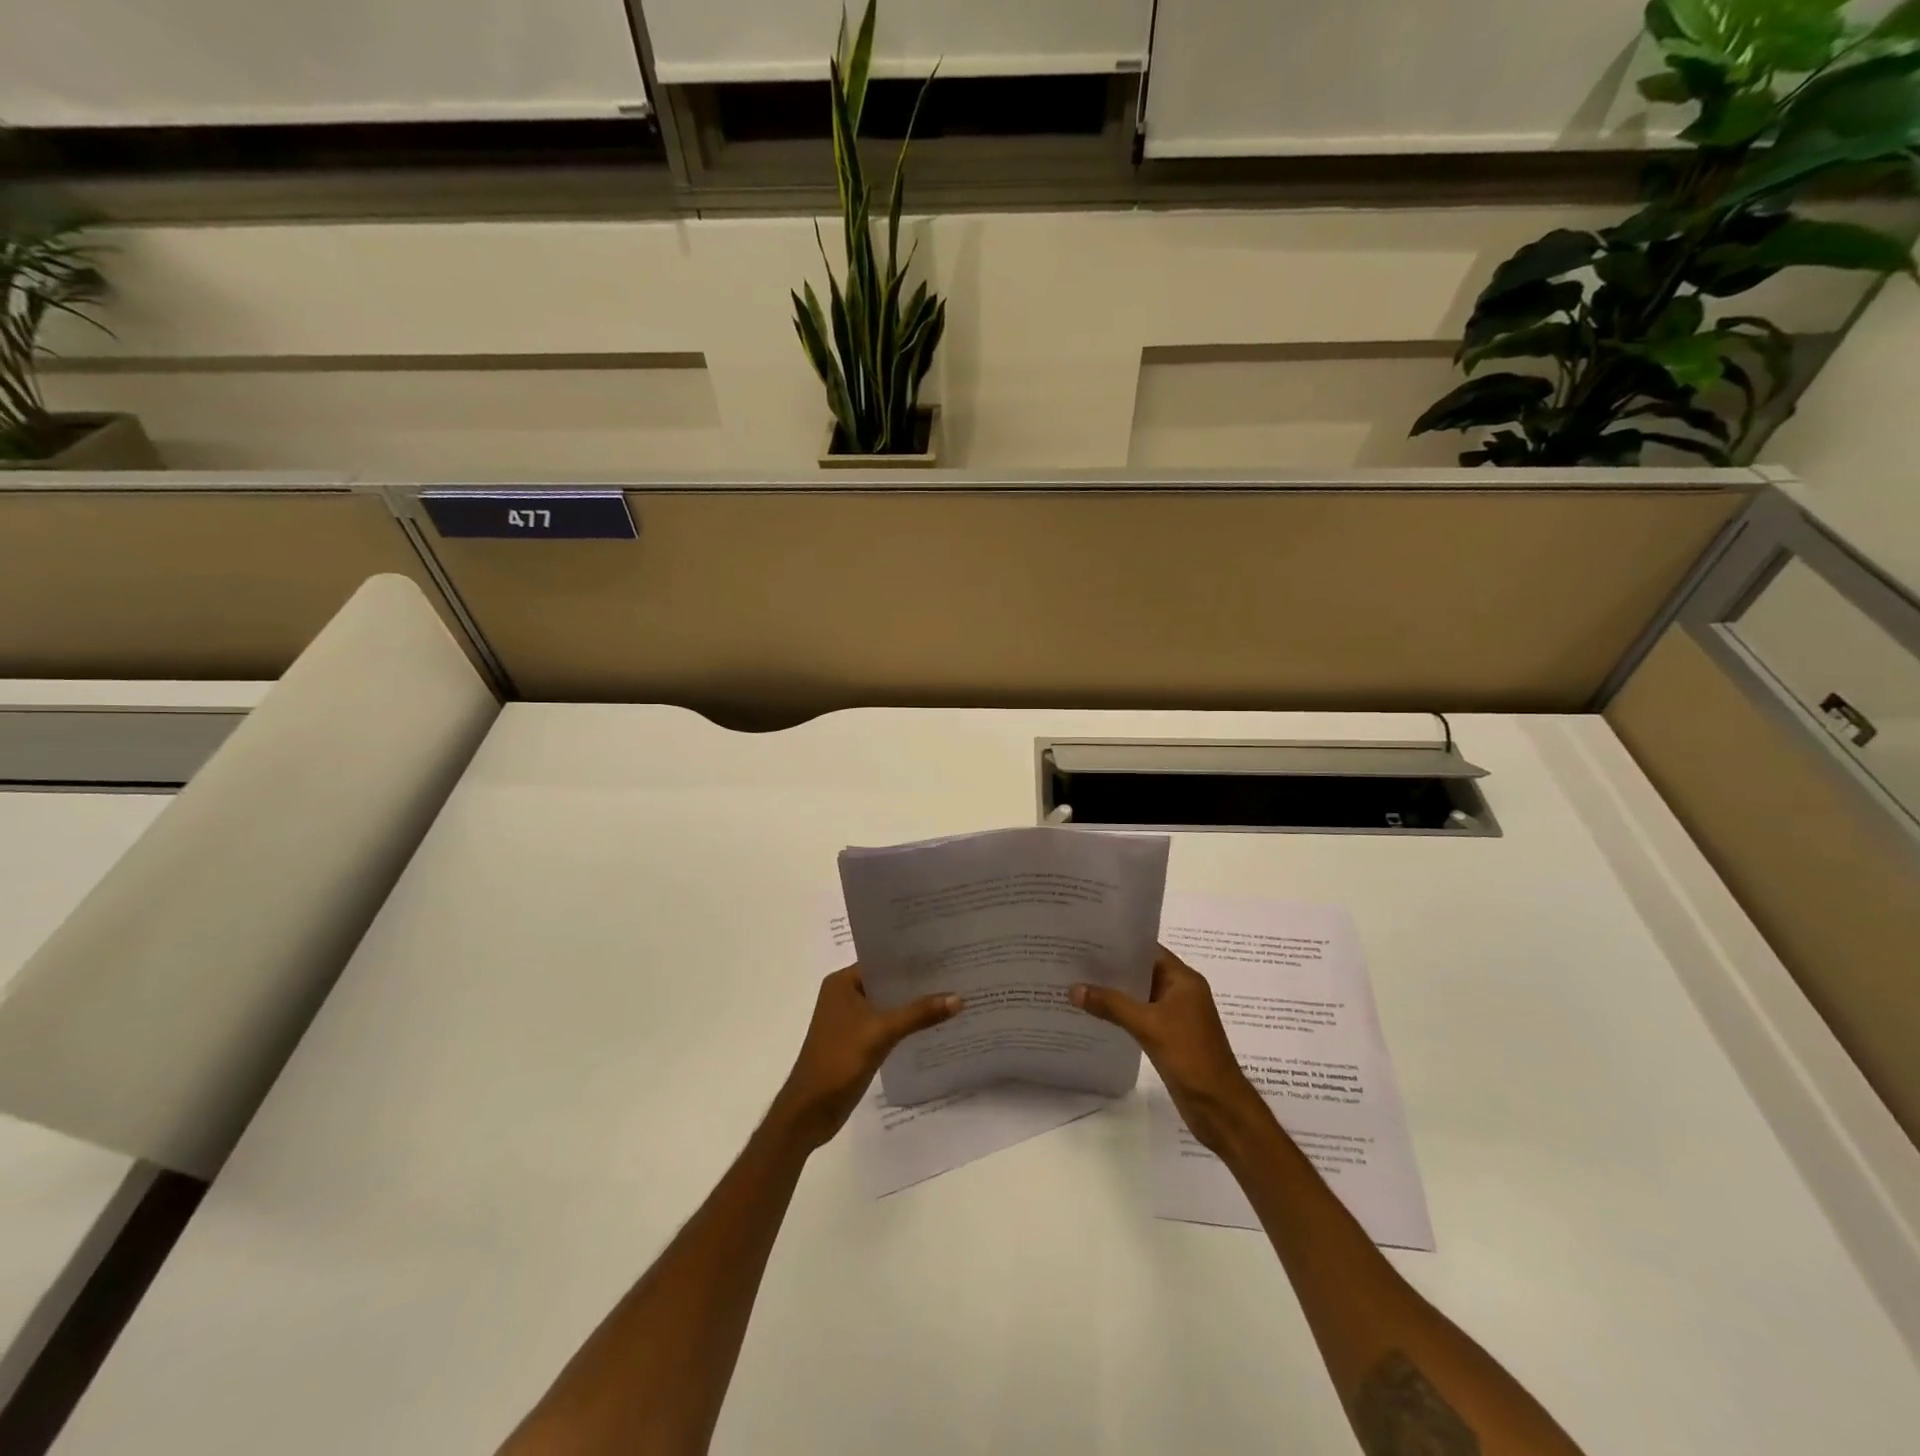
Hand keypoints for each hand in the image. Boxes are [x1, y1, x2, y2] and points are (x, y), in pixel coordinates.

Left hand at [770, 964, 960, 1149]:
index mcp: (842, 982)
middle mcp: (844, 995)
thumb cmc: (839, 1061)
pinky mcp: (856, 1041)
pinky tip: (932, 1025)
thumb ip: (919, 1014)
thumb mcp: (882, 1033)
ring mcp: (850, 1019)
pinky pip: (886, 1024)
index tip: (944, 953)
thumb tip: (958, 998)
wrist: (810, 1111)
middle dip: (917, 981)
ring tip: (951, 996)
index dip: (911, 957)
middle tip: (955, 974)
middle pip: (887, 982)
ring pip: (888, 1004)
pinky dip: (905, 1024)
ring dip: (913, 1004)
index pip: (882, 960)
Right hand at [1072, 946, 1265, 1155]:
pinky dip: (1121, 1013)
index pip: (1148, 950)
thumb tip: (1074, 988)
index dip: (1120, 943)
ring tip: (1078, 983)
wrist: (1219, 1107)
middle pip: (1142, 971)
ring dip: (1114, 992)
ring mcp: (1175, 1015)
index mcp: (1184, 980)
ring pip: (1139, 995)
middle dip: (1112, 968)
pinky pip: (1140, 1016)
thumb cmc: (1190, 1056)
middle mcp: (1181, 992)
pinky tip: (1095, 1014)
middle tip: (1075, 960)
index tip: (1088, 939)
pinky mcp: (1169, 1036)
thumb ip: (1111, 1005)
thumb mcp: (1148, 1025)